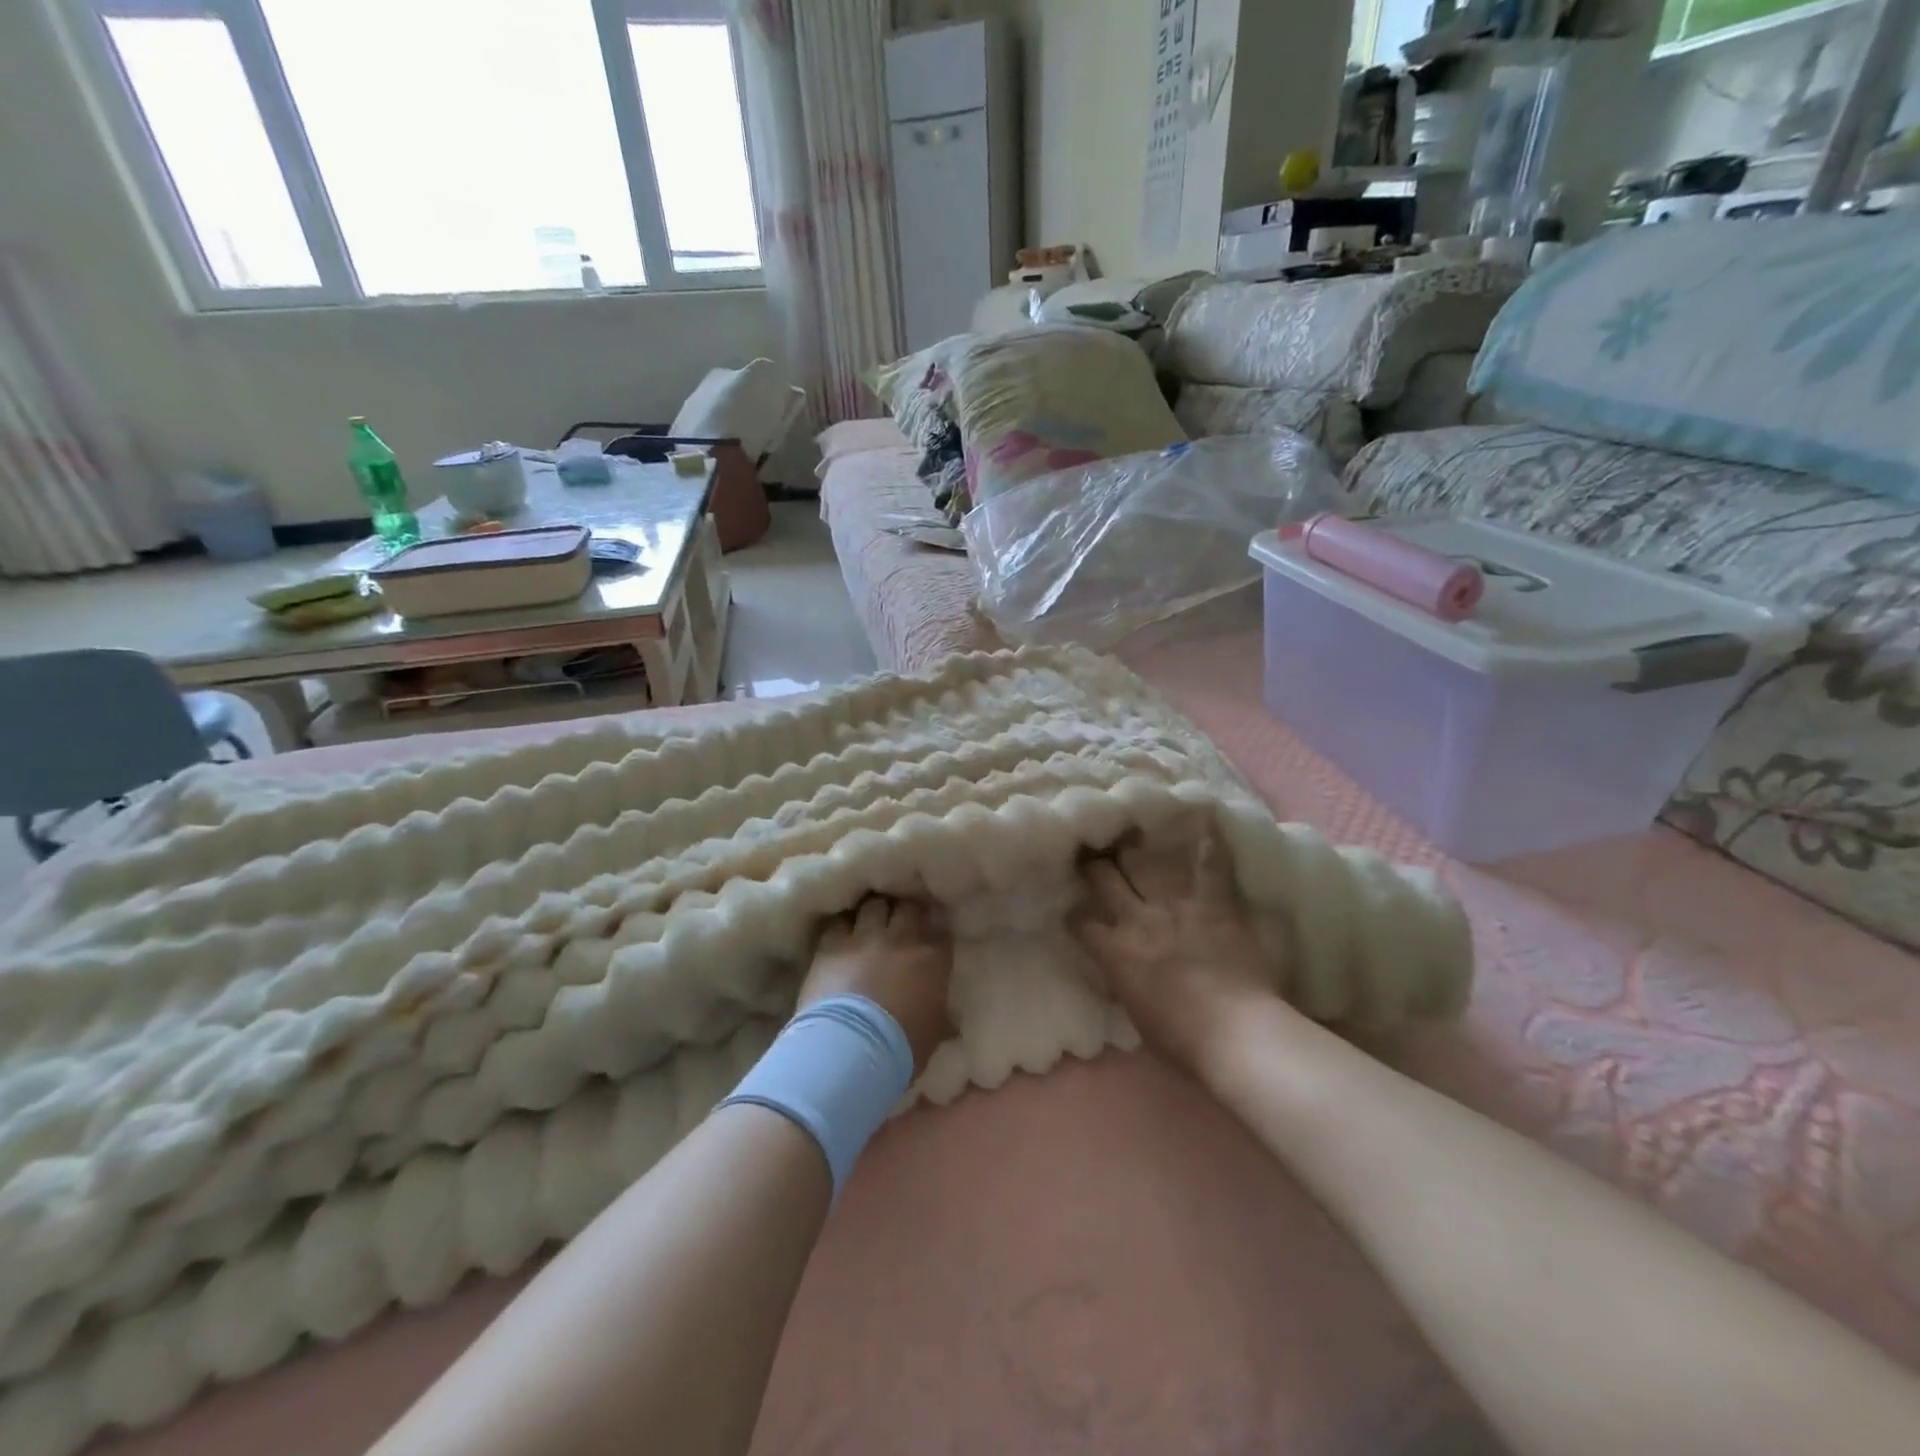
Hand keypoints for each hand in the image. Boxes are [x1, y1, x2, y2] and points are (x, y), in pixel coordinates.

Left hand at [798, 895, 953, 1074]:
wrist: (852, 1048)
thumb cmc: (901, 1048)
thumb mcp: (934, 1034)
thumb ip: (941, 1017)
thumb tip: (950, 1023)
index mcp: (933, 959)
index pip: (941, 926)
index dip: (936, 923)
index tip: (932, 927)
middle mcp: (901, 938)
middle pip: (907, 905)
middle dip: (905, 909)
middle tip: (900, 919)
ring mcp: (865, 937)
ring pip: (874, 904)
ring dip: (874, 911)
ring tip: (869, 920)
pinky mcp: (832, 944)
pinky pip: (839, 921)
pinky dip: (843, 924)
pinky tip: (842, 932)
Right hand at [1070, 818, 1281, 1079]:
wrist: (1235, 1034)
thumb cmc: (1183, 1041)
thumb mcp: (1137, 1016)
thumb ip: (1124, 984)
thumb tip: (1118, 973)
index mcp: (1115, 953)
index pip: (1082, 925)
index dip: (1076, 916)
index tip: (1074, 911)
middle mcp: (1137, 920)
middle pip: (1105, 880)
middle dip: (1094, 865)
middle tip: (1091, 853)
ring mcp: (1175, 906)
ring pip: (1145, 864)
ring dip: (1135, 846)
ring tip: (1128, 829)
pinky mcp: (1213, 903)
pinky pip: (1209, 865)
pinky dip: (1208, 840)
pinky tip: (1204, 812)